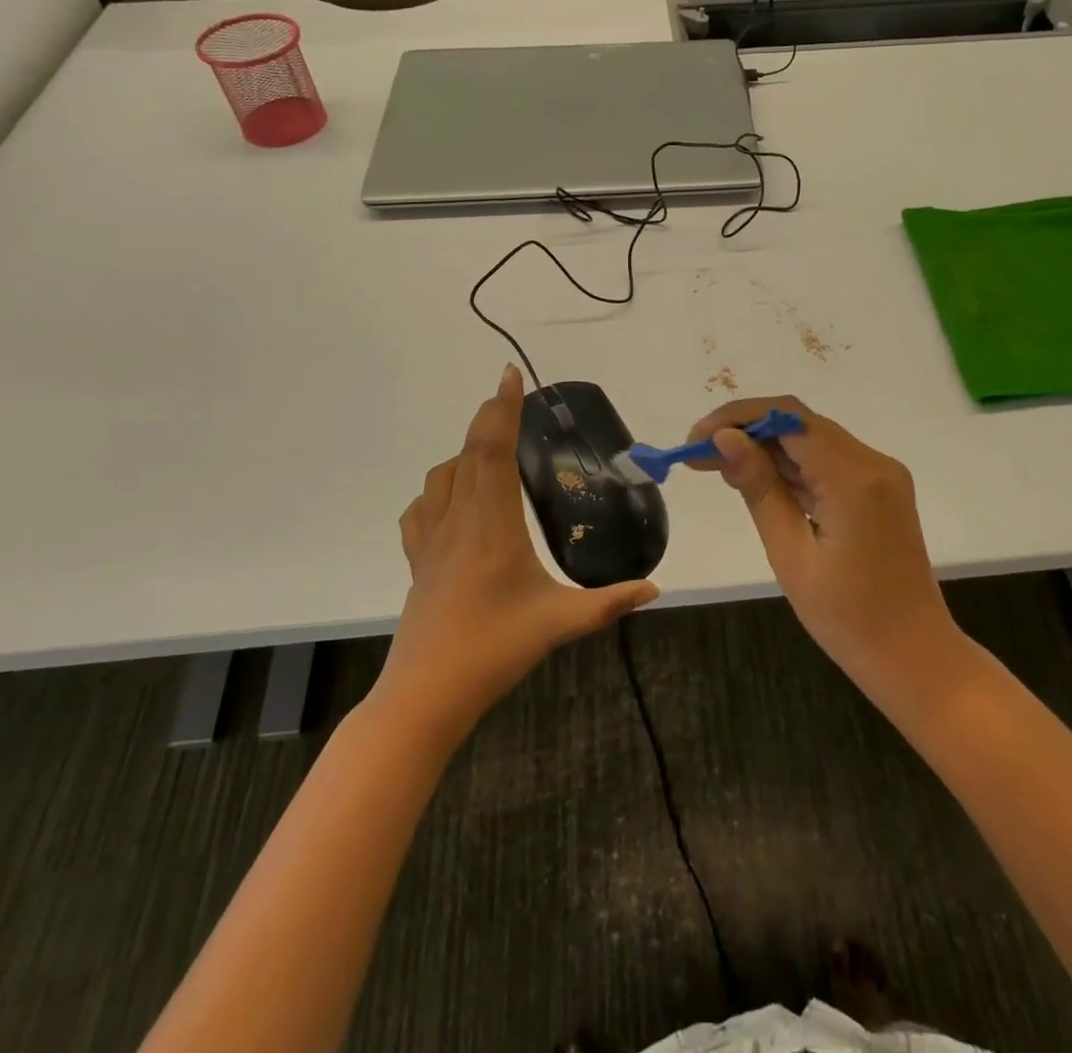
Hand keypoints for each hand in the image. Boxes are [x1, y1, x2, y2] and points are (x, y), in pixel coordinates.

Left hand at [381, 364, 658, 739]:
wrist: (426, 695)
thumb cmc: (493, 651)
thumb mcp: (560, 623)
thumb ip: (610, 603)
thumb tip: (655, 588)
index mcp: (492, 524)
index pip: (492, 449)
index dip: (502, 408)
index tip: (510, 375)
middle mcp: (458, 520)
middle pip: (468, 452)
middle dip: (489, 418)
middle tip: (513, 401)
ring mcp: (430, 540)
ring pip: (441, 476)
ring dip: (465, 452)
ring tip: (492, 453)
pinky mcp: (417, 560)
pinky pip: (421, 508)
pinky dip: (438, 489)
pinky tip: (454, 502)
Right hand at [686, 397, 963, 696]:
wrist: (914, 656)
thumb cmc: (848, 618)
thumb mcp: (791, 555)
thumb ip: (759, 488)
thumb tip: (724, 439)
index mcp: (853, 478)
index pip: (788, 419)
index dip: (737, 419)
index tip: (695, 440)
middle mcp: (873, 462)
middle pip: (800, 423)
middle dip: (746, 430)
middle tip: (698, 455)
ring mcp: (881, 474)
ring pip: (813, 439)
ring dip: (766, 447)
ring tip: (717, 467)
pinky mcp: (880, 489)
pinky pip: (828, 461)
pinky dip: (792, 466)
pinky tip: (758, 480)